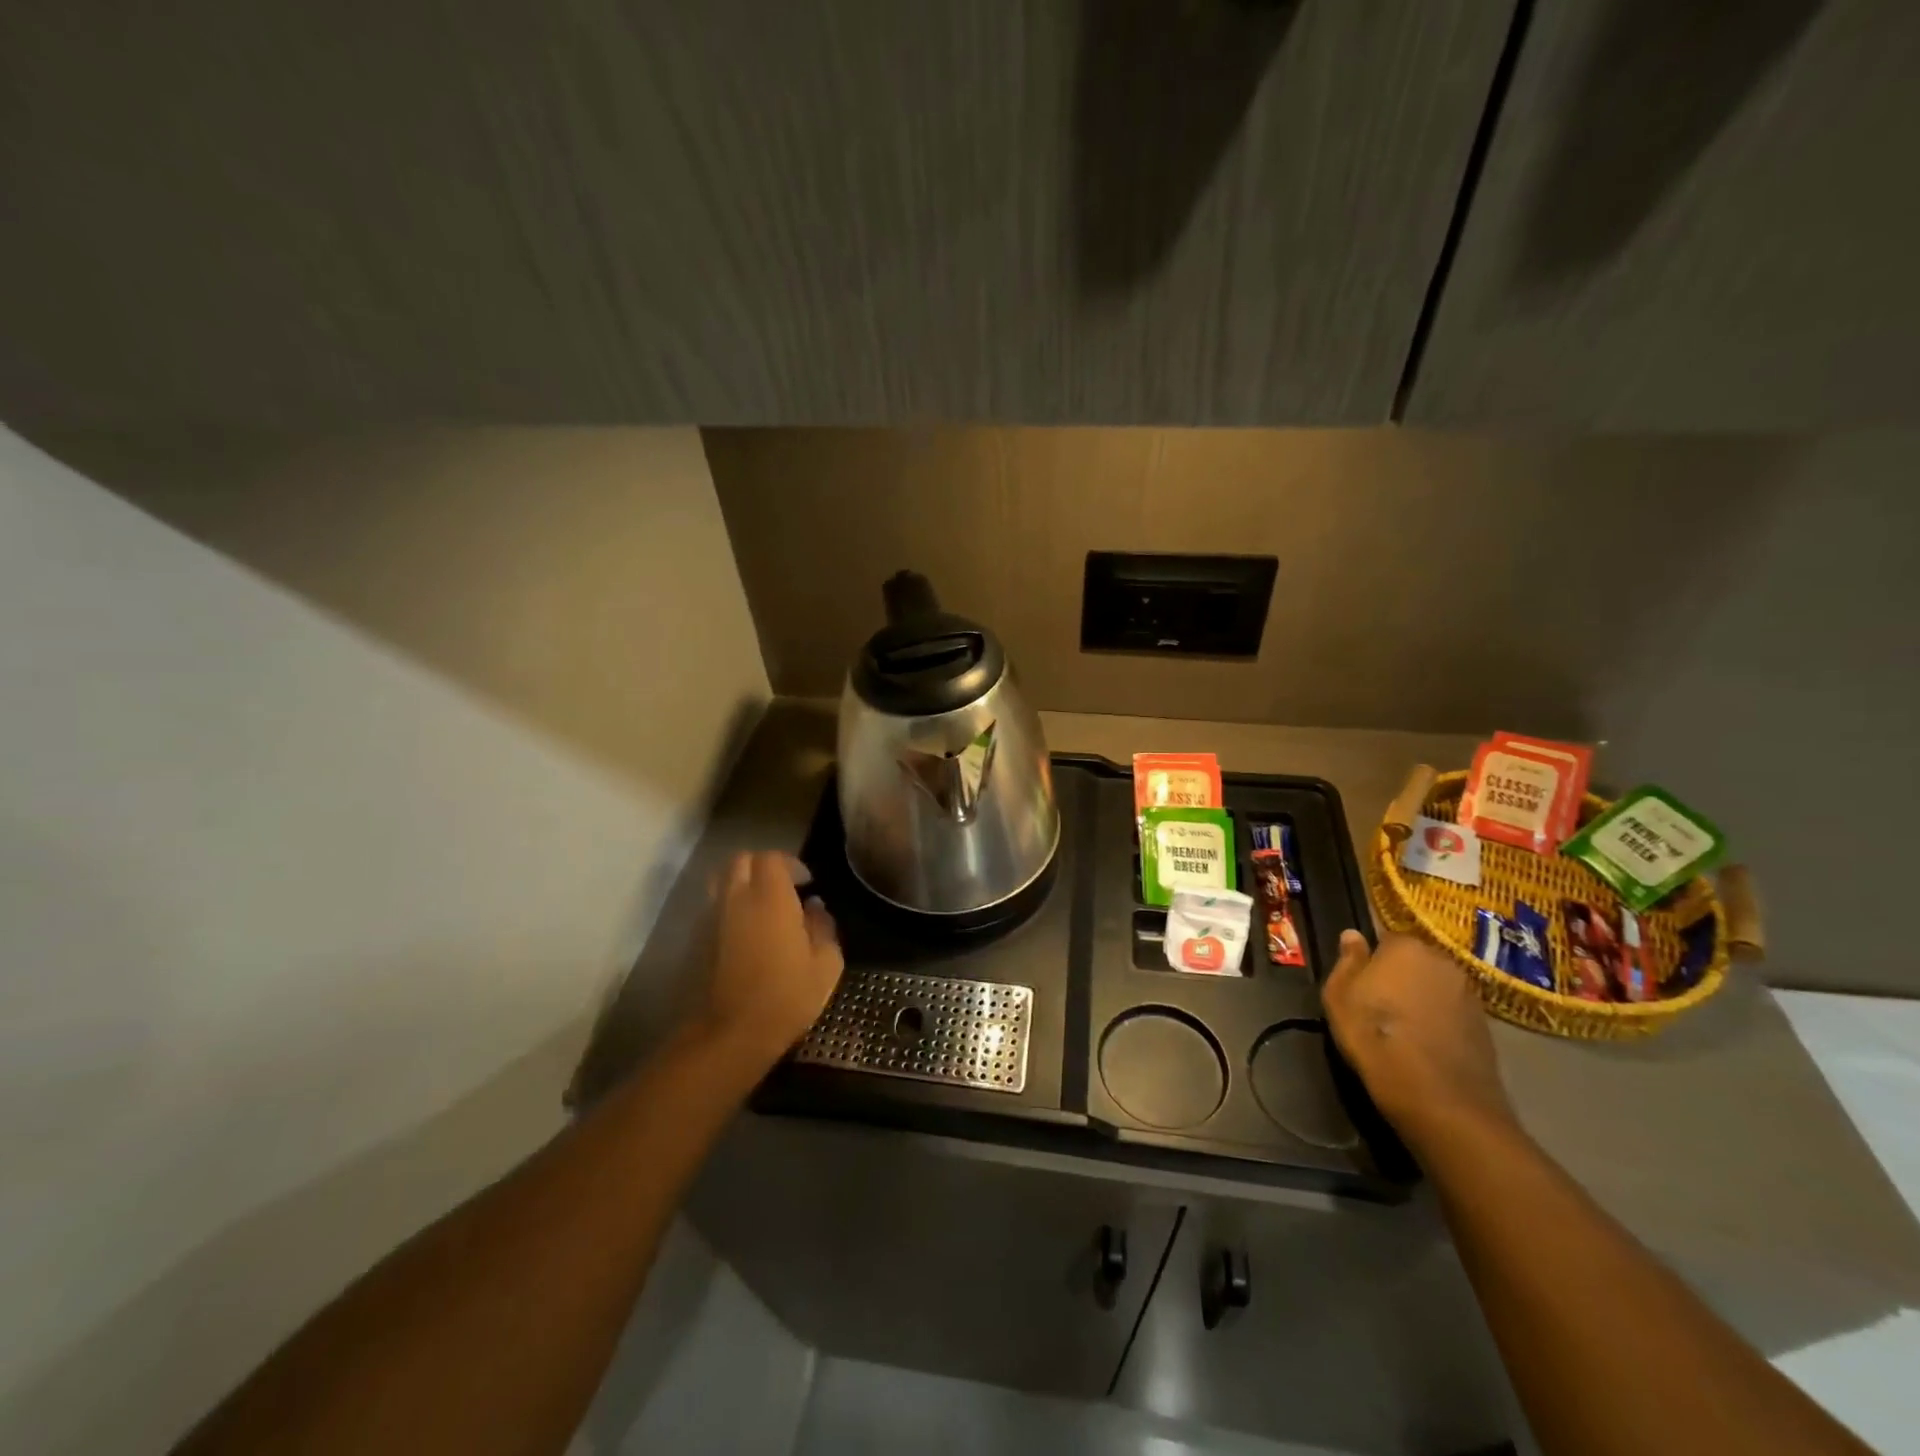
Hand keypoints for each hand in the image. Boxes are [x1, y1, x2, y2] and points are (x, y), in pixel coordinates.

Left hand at [700, 851, 843, 1067]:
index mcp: (770, 898)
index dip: (790, 863)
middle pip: (741, 861)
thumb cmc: (785, 997)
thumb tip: (815, 908)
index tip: (806, 883)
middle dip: (763, 866)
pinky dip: (728, 908)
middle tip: (783, 887)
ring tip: (760, 906)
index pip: (772, 858)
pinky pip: (712, 907)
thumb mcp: (825, 965)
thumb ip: (823, 927)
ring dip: (741, 884)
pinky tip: (744, 933)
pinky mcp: (696, 940)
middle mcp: (736, 898)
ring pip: (721, 881)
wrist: (728, 1035)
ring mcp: (711, 918)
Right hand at [1322, 930, 1517, 1151]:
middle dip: (1399, 976)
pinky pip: (1452, 1012)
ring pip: (1435, 986)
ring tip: (1403, 1028)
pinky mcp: (1485, 1025)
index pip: (1385, 940)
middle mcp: (1443, 961)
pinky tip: (1425, 1044)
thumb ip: (1347, 961)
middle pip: (1414, 961)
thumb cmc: (1374, 1036)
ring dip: (1421, 998)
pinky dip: (1440, 1021)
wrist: (1438, 1097)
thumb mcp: (1339, 996)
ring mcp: (1469, 993)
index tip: (1361, 983)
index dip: (1371, 961)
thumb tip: (1352, 935)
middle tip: (1378, 1004)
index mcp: (1406, 947)